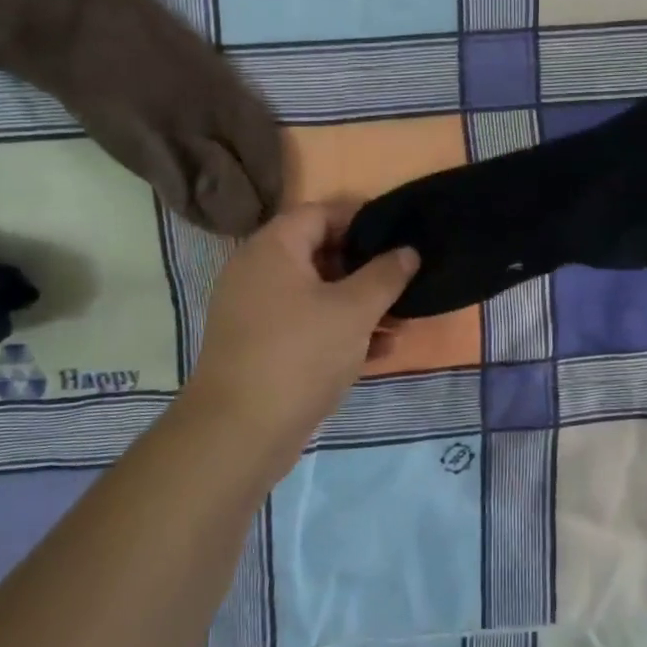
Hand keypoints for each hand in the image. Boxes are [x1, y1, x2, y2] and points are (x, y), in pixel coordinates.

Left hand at [186, 202, 418, 468]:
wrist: (239, 433)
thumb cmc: (300, 354)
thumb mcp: (354, 310)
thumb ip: (385, 275)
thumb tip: (407, 251)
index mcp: (274, 248)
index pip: (321, 213)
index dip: (362, 218)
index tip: (399, 235)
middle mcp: (258, 272)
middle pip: (320, 254)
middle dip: (366, 269)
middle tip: (404, 281)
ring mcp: (256, 312)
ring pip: (317, 295)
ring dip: (359, 305)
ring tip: (401, 321)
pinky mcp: (261, 347)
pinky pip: (307, 325)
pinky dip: (340, 331)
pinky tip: (380, 351)